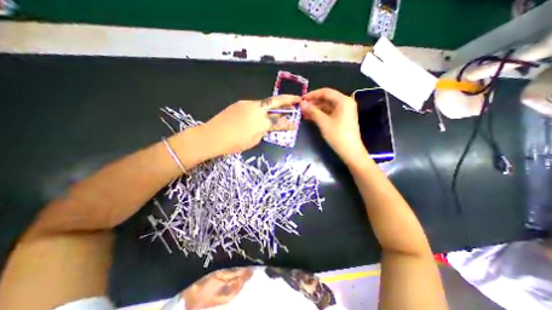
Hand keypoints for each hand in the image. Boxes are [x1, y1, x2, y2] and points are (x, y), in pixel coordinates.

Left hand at [199, 94, 300, 155]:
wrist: (212, 136)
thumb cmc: (234, 143)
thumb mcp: (253, 141)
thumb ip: (264, 131)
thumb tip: (268, 126)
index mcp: (262, 122)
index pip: (280, 122)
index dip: (288, 124)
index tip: (294, 124)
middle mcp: (257, 109)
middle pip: (276, 101)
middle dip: (288, 99)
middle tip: (297, 98)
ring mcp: (248, 104)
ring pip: (265, 102)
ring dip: (274, 104)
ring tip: (280, 107)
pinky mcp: (240, 103)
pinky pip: (255, 105)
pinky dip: (261, 108)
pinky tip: (260, 112)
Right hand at [301, 87, 368, 162]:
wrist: (350, 151)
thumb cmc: (337, 135)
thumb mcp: (323, 122)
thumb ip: (312, 111)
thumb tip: (301, 103)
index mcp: (343, 100)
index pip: (326, 92)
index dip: (312, 95)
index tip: (302, 99)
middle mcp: (345, 103)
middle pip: (326, 99)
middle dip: (313, 103)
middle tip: (301, 108)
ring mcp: (344, 111)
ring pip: (327, 106)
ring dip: (315, 109)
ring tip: (304, 113)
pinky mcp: (342, 118)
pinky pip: (329, 113)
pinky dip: (320, 114)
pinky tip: (311, 117)